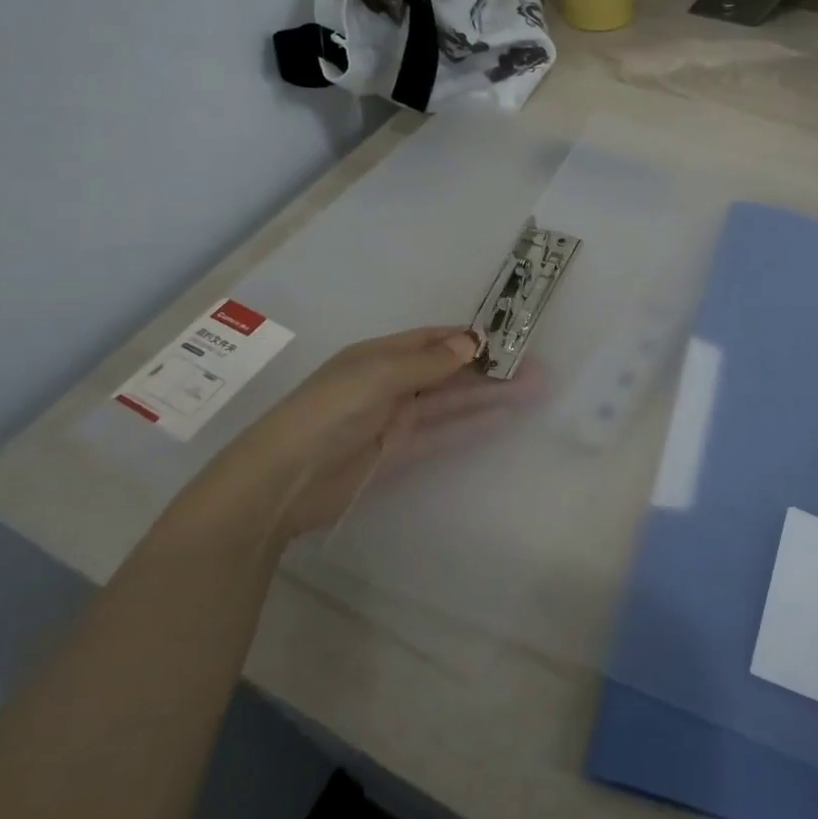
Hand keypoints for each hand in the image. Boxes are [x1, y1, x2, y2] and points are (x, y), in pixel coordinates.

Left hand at [206, 326, 534, 540]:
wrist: (283, 480)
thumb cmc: (328, 412)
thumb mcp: (376, 376)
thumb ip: (426, 362)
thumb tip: (472, 343)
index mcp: (380, 355)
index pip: (434, 340)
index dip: (470, 338)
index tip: (511, 338)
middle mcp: (391, 382)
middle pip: (448, 371)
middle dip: (488, 368)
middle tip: (534, 367)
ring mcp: (397, 419)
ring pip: (452, 401)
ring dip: (488, 395)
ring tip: (531, 389)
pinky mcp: (400, 452)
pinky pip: (443, 432)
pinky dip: (471, 424)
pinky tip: (501, 417)